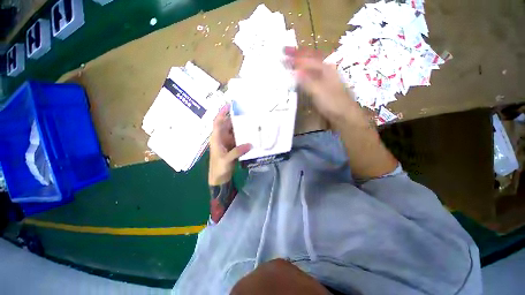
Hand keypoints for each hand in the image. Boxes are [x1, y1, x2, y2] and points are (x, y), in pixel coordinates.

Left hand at [209, 105, 251, 185]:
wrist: (220, 178)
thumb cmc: (219, 167)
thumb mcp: (226, 159)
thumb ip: (237, 151)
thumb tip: (250, 144)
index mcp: (216, 138)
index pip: (218, 122)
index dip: (222, 113)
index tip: (229, 105)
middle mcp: (222, 138)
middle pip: (228, 125)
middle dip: (236, 119)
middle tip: (247, 114)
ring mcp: (228, 142)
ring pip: (234, 131)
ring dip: (241, 127)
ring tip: (251, 122)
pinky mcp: (233, 147)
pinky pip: (239, 139)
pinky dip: (245, 136)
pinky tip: (251, 135)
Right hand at [285, 47, 365, 126]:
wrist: (344, 114)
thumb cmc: (332, 102)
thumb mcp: (318, 91)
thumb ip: (306, 81)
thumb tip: (294, 71)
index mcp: (325, 68)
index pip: (307, 58)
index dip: (295, 55)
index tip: (282, 52)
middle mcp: (326, 70)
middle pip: (310, 58)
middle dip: (298, 54)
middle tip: (286, 51)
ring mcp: (325, 78)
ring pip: (311, 66)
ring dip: (301, 62)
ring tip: (291, 59)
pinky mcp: (323, 87)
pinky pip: (311, 75)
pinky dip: (304, 73)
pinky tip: (300, 75)